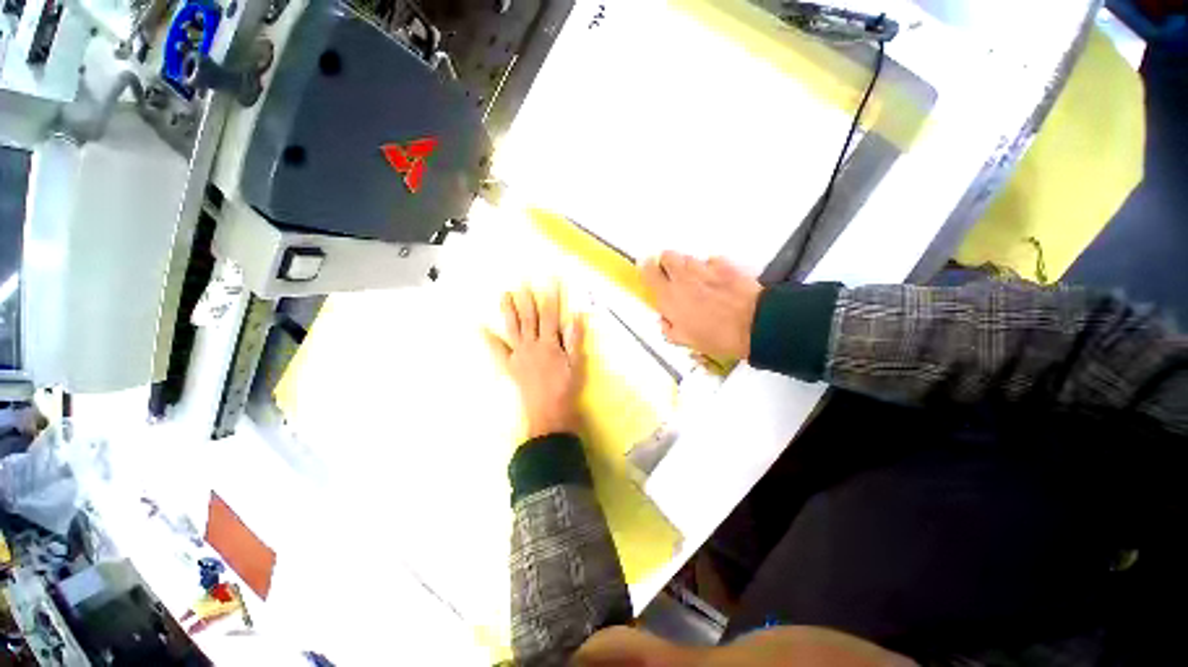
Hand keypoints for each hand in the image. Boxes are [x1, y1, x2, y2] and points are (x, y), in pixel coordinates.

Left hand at [485, 284, 586, 439]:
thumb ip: (574, 340)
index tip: (551, 281)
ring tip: (504, 295)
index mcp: (549, 343)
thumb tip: (575, 317)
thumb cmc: (565, 387)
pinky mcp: (510, 365)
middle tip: (522, 281)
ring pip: (513, 328)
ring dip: (508, 311)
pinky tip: (481, 328)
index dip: (551, 297)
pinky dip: (489, 339)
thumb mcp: (576, 363)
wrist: (548, 410)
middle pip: (529, 318)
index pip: (551, 315)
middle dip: (527, 298)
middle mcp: (532, 345)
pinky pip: (498, 351)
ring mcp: (518, 354)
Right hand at [640, 252, 761, 359]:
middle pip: (667, 256)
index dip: (646, 269)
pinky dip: (711, 268)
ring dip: (688, 267)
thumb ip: (670, 329)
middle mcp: (683, 279)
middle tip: (673, 275)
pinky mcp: (725, 265)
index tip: (648, 270)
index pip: (648, 272)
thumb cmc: (718, 337)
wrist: (754, 326)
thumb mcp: (687, 341)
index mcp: (669, 298)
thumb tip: (665, 321)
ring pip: (688, 258)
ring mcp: (704, 269)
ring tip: (697, 281)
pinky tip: (717, 281)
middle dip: (667, 263)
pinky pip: (712, 261)